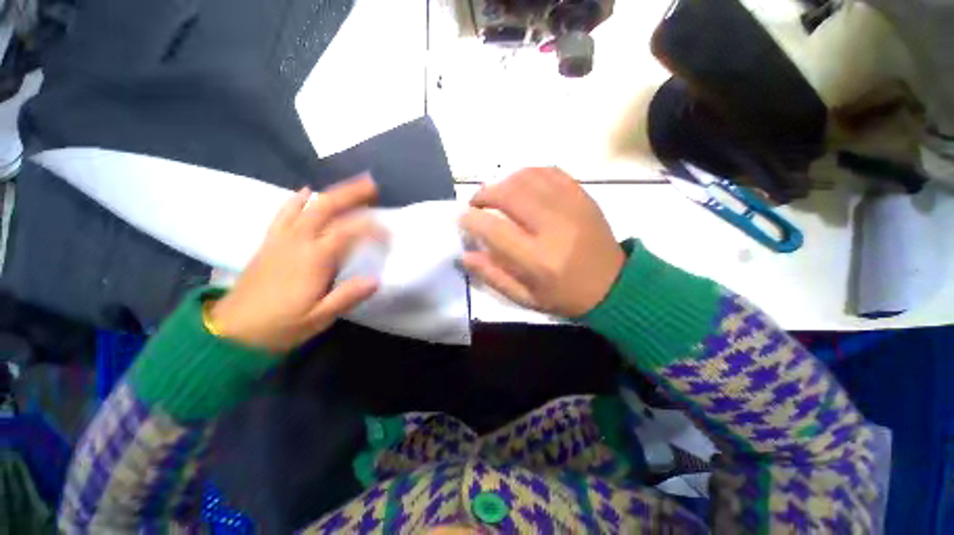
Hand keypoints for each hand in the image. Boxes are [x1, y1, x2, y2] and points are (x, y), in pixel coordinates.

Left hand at [210, 176, 381, 352]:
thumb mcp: (319, 318)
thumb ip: (347, 297)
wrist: (232, 331)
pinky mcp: (270, 242)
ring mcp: (281, 239)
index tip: (389, 230)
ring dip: (331, 193)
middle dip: (351, 194)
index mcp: (314, 260)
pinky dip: (296, 200)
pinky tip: (306, 191)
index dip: (372, 227)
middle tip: (373, 186)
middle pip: (326, 208)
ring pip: (307, 207)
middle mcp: (298, 242)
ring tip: (350, 186)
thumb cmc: (280, 326)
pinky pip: (283, 214)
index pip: (348, 233)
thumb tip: (376, 280)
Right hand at [460, 168, 624, 316]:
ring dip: (503, 182)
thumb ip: (493, 276)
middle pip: (510, 195)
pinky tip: (521, 184)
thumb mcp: (526, 298)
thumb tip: (464, 255)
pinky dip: (528, 173)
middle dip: (484, 194)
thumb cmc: (565, 296)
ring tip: (495, 194)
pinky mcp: (583, 196)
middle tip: (476, 203)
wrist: (613, 285)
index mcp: (539, 260)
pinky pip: (550, 172)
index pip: (495, 230)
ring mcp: (572, 207)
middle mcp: (554, 228)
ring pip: (528, 178)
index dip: (471, 220)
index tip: (461, 217)